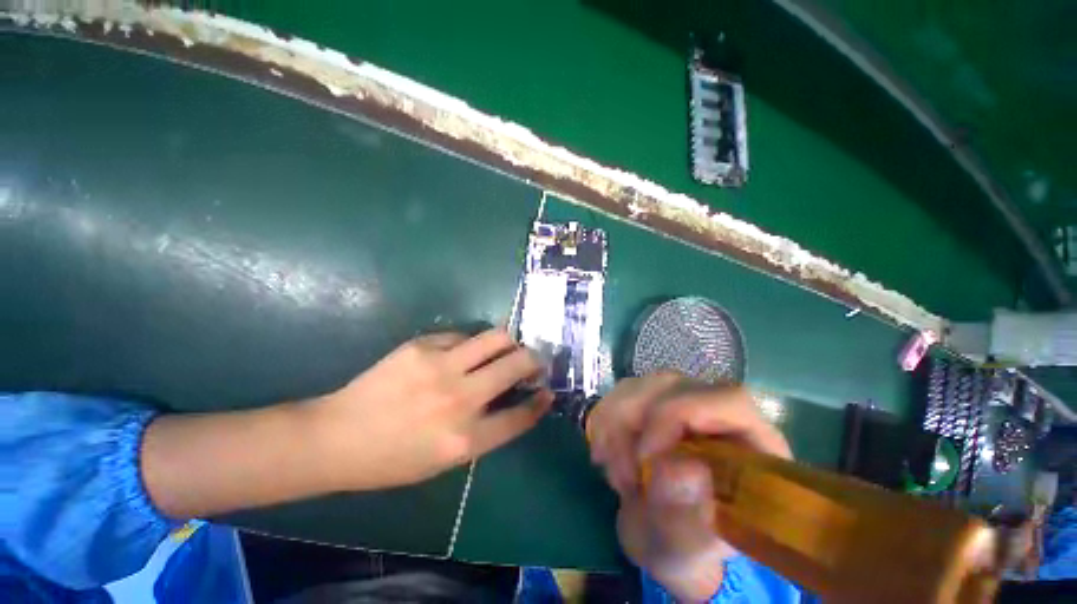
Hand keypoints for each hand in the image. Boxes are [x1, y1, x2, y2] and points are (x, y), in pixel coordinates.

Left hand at [309, 329, 553, 490]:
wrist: (338, 437)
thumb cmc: (393, 459)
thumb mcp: (445, 460)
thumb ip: (484, 430)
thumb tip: (511, 399)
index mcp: (466, 439)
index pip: (521, 415)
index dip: (540, 402)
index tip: (547, 391)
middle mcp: (460, 399)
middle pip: (517, 365)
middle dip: (535, 360)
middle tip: (534, 360)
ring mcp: (441, 366)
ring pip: (497, 337)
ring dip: (510, 341)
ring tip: (508, 346)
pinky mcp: (422, 345)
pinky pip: (462, 336)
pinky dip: (470, 343)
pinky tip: (462, 352)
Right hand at [589, 373, 790, 601]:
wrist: (662, 533)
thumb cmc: (688, 545)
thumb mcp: (691, 550)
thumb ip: (691, 523)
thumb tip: (685, 472)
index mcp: (750, 440)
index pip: (725, 399)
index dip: (678, 415)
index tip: (644, 459)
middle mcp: (713, 408)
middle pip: (667, 386)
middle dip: (632, 429)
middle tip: (623, 481)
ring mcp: (676, 399)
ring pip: (636, 387)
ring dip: (613, 430)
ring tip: (616, 478)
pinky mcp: (648, 400)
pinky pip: (615, 396)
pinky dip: (601, 425)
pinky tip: (604, 457)